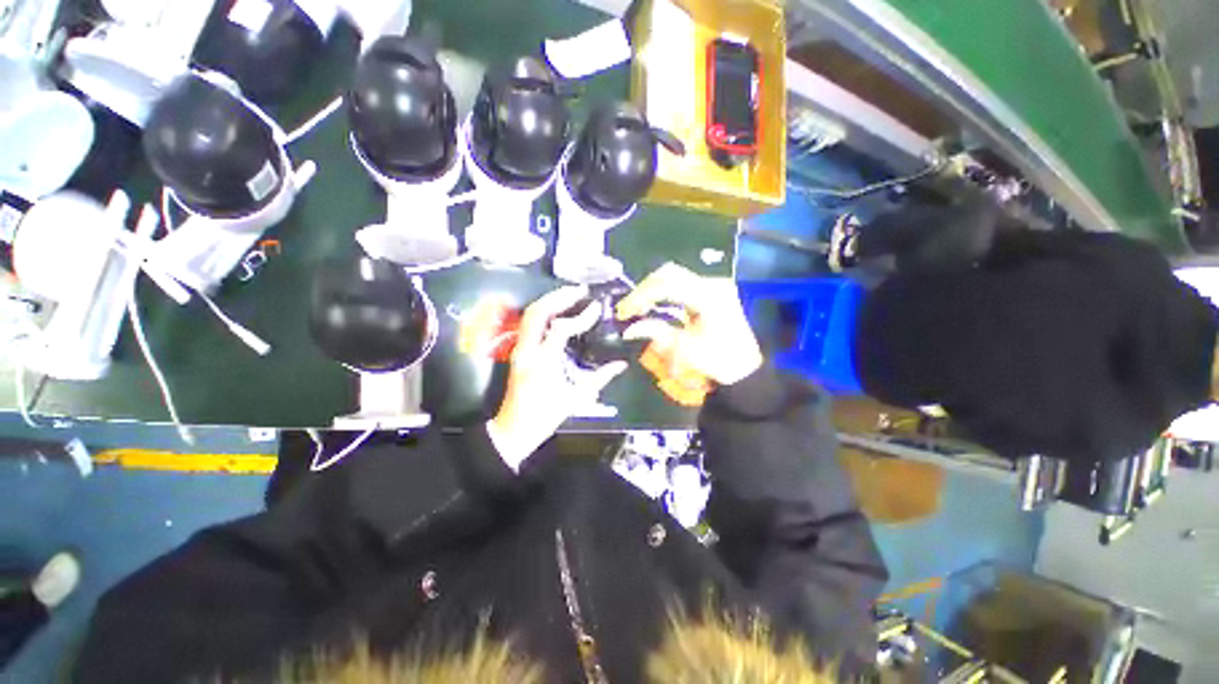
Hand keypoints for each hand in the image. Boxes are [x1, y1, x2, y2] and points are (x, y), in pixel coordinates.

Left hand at [488, 286, 627, 469]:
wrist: (515, 428)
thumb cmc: (546, 415)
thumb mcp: (576, 397)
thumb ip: (600, 378)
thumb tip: (621, 365)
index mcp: (543, 362)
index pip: (561, 328)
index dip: (581, 316)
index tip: (595, 307)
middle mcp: (528, 350)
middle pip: (538, 312)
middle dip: (560, 297)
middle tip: (580, 290)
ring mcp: (520, 348)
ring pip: (530, 314)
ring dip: (550, 300)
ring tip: (570, 294)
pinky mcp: (519, 350)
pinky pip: (529, 323)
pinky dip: (544, 311)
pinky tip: (557, 310)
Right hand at [617, 262, 762, 386]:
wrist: (744, 368)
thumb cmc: (717, 361)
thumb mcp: (684, 349)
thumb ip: (656, 332)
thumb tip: (629, 329)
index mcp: (709, 296)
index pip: (666, 285)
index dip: (641, 297)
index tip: (624, 312)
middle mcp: (712, 283)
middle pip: (669, 274)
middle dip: (644, 290)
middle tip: (628, 309)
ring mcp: (713, 285)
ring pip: (674, 276)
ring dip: (652, 289)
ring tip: (637, 307)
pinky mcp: (711, 291)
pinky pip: (681, 284)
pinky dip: (663, 292)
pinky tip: (653, 304)